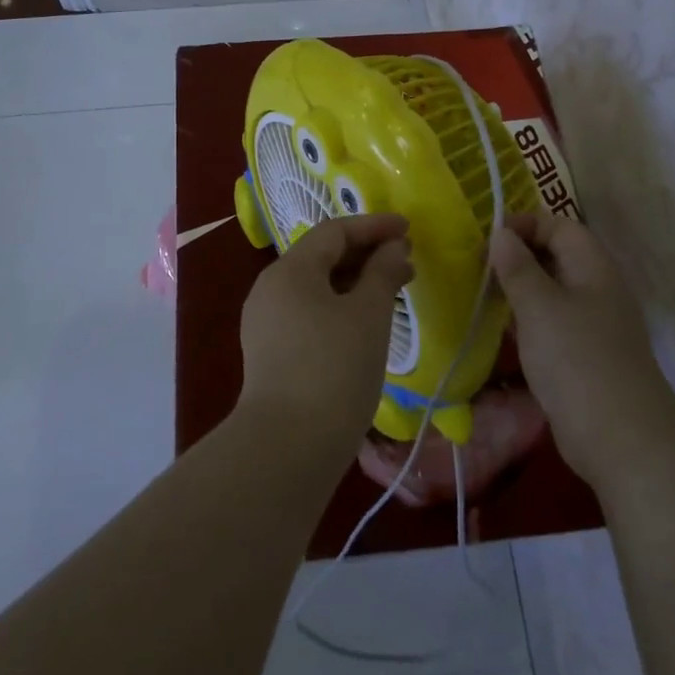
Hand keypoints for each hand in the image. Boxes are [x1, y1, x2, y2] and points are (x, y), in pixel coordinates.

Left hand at [237, 214, 413, 456]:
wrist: (288, 447)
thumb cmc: (335, 369)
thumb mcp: (368, 314)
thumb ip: (383, 272)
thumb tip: (393, 248)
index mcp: (289, 270)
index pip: (334, 231)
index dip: (374, 226)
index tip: (408, 229)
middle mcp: (270, 288)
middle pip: (322, 256)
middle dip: (366, 254)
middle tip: (406, 262)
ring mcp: (266, 322)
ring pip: (316, 287)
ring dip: (354, 282)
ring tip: (391, 291)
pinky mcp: (270, 352)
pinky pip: (308, 312)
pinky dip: (339, 306)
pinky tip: (364, 323)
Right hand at [490, 213, 674, 486]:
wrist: (621, 437)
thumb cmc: (576, 358)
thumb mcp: (538, 305)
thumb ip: (517, 266)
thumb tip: (500, 234)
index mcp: (592, 266)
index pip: (558, 225)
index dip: (523, 225)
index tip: (486, 240)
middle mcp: (597, 287)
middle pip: (556, 256)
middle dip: (517, 256)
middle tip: (478, 268)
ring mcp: (594, 323)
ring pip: (552, 291)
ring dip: (520, 289)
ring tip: (483, 296)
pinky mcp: (586, 354)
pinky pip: (553, 322)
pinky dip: (528, 319)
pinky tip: (503, 331)